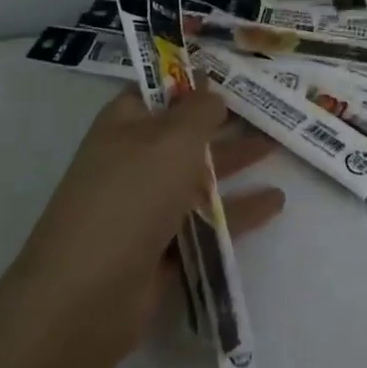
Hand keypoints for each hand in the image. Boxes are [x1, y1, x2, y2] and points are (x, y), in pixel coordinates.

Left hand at [4, 89, 282, 357]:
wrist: (87, 295)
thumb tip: (211, 93)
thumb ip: (200, 112)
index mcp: (125, 125)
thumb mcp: (173, 139)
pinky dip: (239, 209)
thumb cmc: (132, 196)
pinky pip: (207, 220)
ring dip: (236, 161)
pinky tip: (275, 201)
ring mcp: (147, 206)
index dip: (193, 79)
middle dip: (225, 121)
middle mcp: (134, 160)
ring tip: (279, 147)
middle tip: (269, 108)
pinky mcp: (163, 248)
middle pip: (185, 132)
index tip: (234, 73)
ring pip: (199, 176)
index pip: (159, 90)